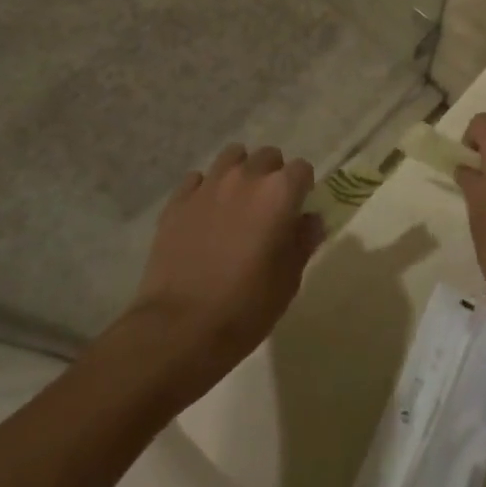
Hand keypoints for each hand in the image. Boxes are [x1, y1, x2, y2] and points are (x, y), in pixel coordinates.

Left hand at [120, 145, 323, 400]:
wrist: (178, 329)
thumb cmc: (246, 307)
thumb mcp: (289, 280)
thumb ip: (303, 241)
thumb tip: (309, 220)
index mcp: (280, 193)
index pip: (302, 169)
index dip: (303, 189)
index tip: (297, 211)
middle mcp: (246, 178)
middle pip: (268, 157)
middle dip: (273, 176)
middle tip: (268, 209)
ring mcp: (208, 186)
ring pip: (232, 157)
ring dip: (240, 173)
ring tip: (237, 203)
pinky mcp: (177, 202)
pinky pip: (197, 180)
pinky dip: (205, 190)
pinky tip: (205, 215)